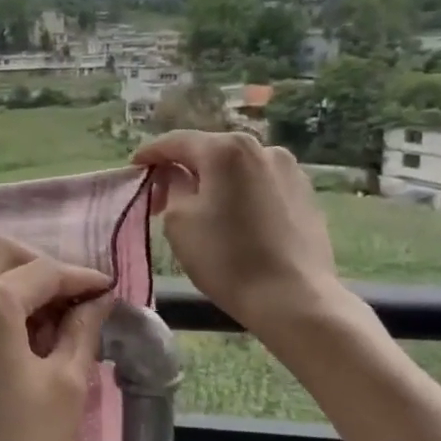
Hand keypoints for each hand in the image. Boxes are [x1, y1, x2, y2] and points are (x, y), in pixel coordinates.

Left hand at [0, 237, 114, 440]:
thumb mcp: (64, 389)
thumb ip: (82, 332)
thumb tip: (97, 303)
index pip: (44, 270)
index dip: (82, 278)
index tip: (110, 293)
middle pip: (2, 253)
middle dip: (44, 269)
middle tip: (77, 305)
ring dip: (18, 286)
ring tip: (53, 327)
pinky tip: (21, 341)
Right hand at [132, 130, 343, 334]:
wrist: (294, 298)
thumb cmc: (226, 258)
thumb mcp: (179, 220)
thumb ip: (172, 186)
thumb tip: (176, 174)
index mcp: (227, 149)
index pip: (178, 142)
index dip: (151, 153)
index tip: (135, 167)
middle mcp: (263, 148)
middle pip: (211, 152)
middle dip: (184, 169)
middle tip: (161, 195)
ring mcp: (290, 170)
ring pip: (238, 169)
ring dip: (215, 182)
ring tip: (200, 209)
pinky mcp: (305, 194)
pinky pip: (261, 185)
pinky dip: (241, 194)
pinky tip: (234, 220)